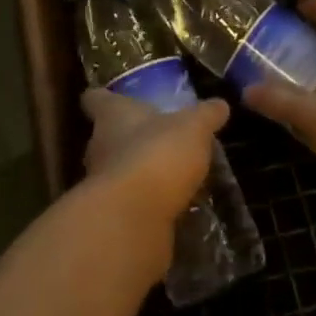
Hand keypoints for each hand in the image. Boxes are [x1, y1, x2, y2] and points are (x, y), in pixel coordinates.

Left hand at [80, 89, 229, 228]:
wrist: (133, 219)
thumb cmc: (157, 154)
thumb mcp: (192, 128)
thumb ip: (205, 116)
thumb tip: (220, 104)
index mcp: (112, 115)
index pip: (95, 99)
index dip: (101, 97)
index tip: (108, 96)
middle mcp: (99, 146)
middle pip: (105, 136)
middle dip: (125, 138)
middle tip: (152, 138)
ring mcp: (101, 184)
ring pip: (116, 170)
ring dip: (136, 173)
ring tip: (165, 175)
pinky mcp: (111, 217)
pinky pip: (128, 203)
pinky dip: (143, 204)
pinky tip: (168, 207)